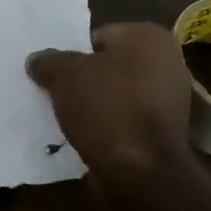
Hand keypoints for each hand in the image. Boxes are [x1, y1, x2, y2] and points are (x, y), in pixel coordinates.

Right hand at [26, 23, 197, 178]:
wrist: (142, 173)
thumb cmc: (107, 109)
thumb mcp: (63, 75)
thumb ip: (48, 61)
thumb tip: (38, 61)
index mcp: (148, 36)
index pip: (97, 37)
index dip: (73, 55)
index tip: (57, 75)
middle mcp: (168, 61)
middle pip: (109, 66)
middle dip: (85, 80)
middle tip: (59, 94)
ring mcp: (171, 99)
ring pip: (118, 94)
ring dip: (96, 105)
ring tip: (70, 119)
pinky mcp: (166, 132)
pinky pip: (127, 120)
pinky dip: (109, 126)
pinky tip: (88, 136)